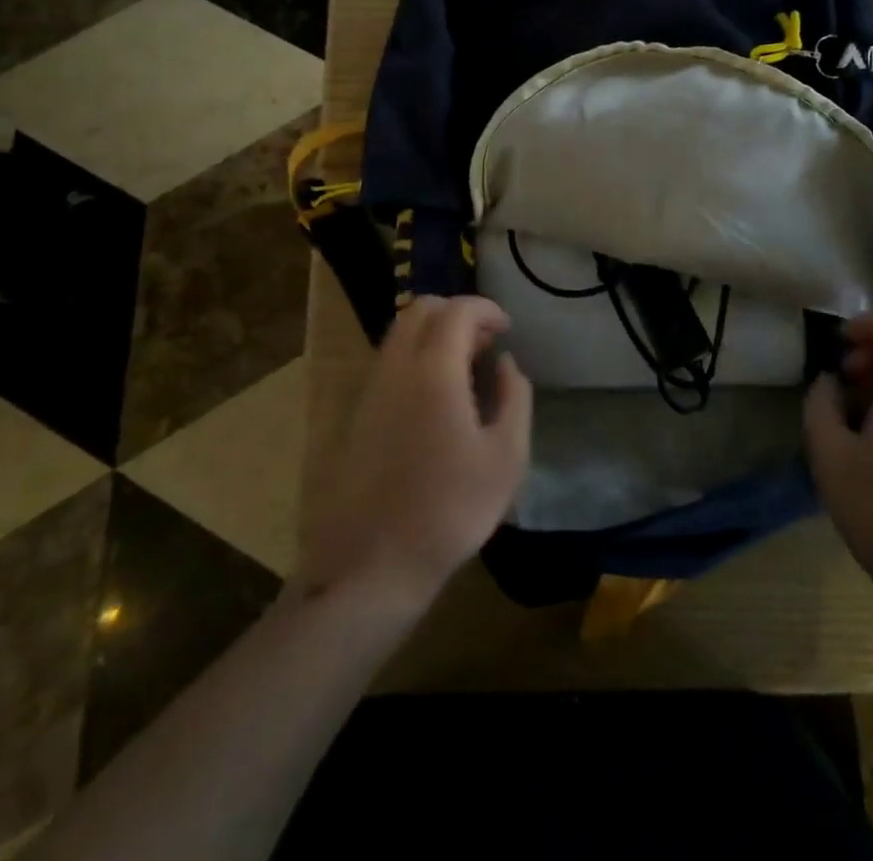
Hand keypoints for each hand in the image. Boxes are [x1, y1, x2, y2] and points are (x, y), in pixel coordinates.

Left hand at [299, 296, 532, 614]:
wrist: (372, 564)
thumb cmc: (450, 510)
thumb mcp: (506, 457)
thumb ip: (515, 397)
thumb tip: (506, 363)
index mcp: (433, 371)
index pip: (456, 311)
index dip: (486, 309)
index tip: (507, 328)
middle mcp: (395, 367)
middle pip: (420, 309)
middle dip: (457, 313)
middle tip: (486, 342)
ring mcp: (370, 389)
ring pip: (400, 333)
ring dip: (435, 333)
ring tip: (466, 368)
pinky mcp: (358, 413)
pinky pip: (389, 360)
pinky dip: (416, 355)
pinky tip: (438, 396)